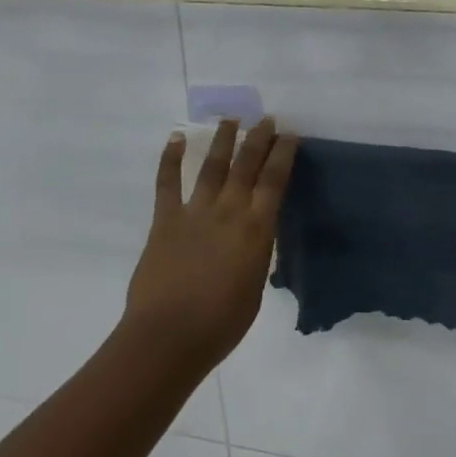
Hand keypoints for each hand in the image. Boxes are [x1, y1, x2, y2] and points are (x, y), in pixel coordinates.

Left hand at [122, 118, 298, 374]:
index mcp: (256, 229)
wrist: (168, 337)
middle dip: (259, 138)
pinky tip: (176, 138)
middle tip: (267, 119)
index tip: (290, 134)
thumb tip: (253, 240)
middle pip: (247, 165)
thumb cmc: (221, 324)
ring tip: (231, 119)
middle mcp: (229, 211)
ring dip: (223, 139)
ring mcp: (195, 212)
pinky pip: (167, 183)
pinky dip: (170, 158)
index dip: (284, 154)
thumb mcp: (255, 288)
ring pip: (212, 166)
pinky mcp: (165, 220)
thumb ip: (256, 255)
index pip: (275, 181)